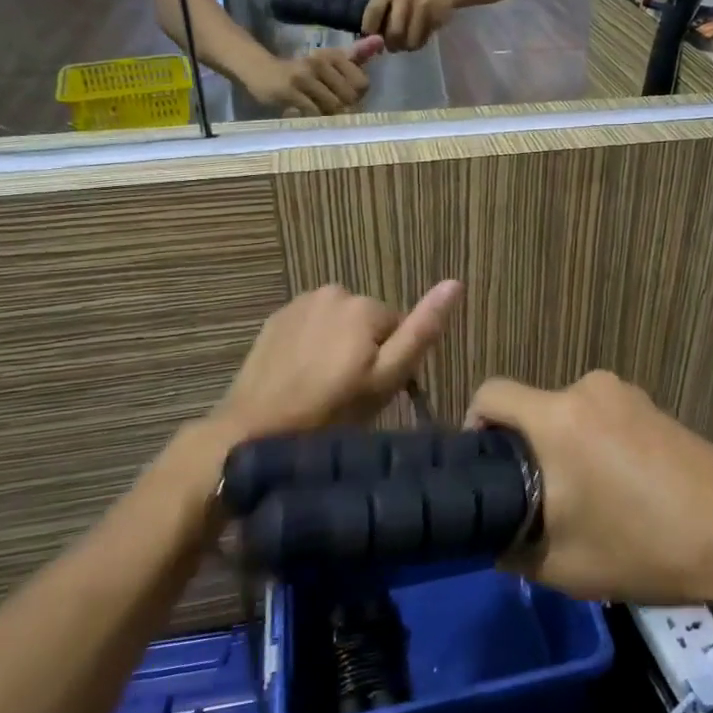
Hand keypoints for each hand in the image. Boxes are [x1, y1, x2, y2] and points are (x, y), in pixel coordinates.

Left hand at [219, 281, 462, 441]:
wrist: (256, 429)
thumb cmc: (331, 411)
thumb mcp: (387, 378)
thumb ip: (422, 330)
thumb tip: (455, 283)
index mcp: (364, 305)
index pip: (397, 328)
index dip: (391, 361)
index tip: (374, 391)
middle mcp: (333, 291)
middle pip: (367, 322)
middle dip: (364, 350)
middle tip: (350, 393)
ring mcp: (299, 303)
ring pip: (338, 324)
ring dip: (337, 346)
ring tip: (323, 386)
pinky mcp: (275, 319)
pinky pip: (310, 327)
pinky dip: (312, 346)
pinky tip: (300, 376)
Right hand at [247, 37, 384, 115]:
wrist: (260, 70)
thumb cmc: (301, 70)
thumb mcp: (329, 61)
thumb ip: (356, 55)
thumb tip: (380, 41)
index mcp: (332, 55)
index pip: (362, 83)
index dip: (357, 96)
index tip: (345, 97)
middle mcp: (319, 62)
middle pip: (349, 98)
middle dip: (345, 108)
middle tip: (332, 109)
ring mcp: (303, 77)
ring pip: (333, 106)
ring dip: (330, 115)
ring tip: (320, 112)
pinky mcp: (289, 91)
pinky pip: (313, 112)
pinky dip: (315, 118)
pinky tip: (308, 115)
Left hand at [362, 0, 452, 51]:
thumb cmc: (407, 1)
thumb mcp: (388, 2)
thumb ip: (376, 18)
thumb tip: (366, 42)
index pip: (373, 13)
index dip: (371, 33)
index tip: (373, 42)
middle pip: (393, 32)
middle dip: (391, 44)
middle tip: (392, 45)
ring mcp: (422, 3)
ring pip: (407, 40)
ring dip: (404, 47)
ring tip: (404, 42)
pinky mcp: (435, 16)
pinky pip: (420, 41)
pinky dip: (416, 45)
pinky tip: (416, 38)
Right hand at [467, 371, 712, 607]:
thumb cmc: (642, 547)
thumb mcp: (561, 565)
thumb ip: (508, 546)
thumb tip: (491, 534)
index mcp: (556, 416)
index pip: (490, 393)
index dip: (472, 425)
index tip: (481, 469)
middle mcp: (588, 389)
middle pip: (532, 409)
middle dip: (525, 451)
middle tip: (535, 502)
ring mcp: (627, 395)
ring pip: (569, 417)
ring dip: (564, 451)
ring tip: (584, 506)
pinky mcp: (655, 408)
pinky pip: (604, 420)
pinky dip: (596, 448)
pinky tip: (621, 494)